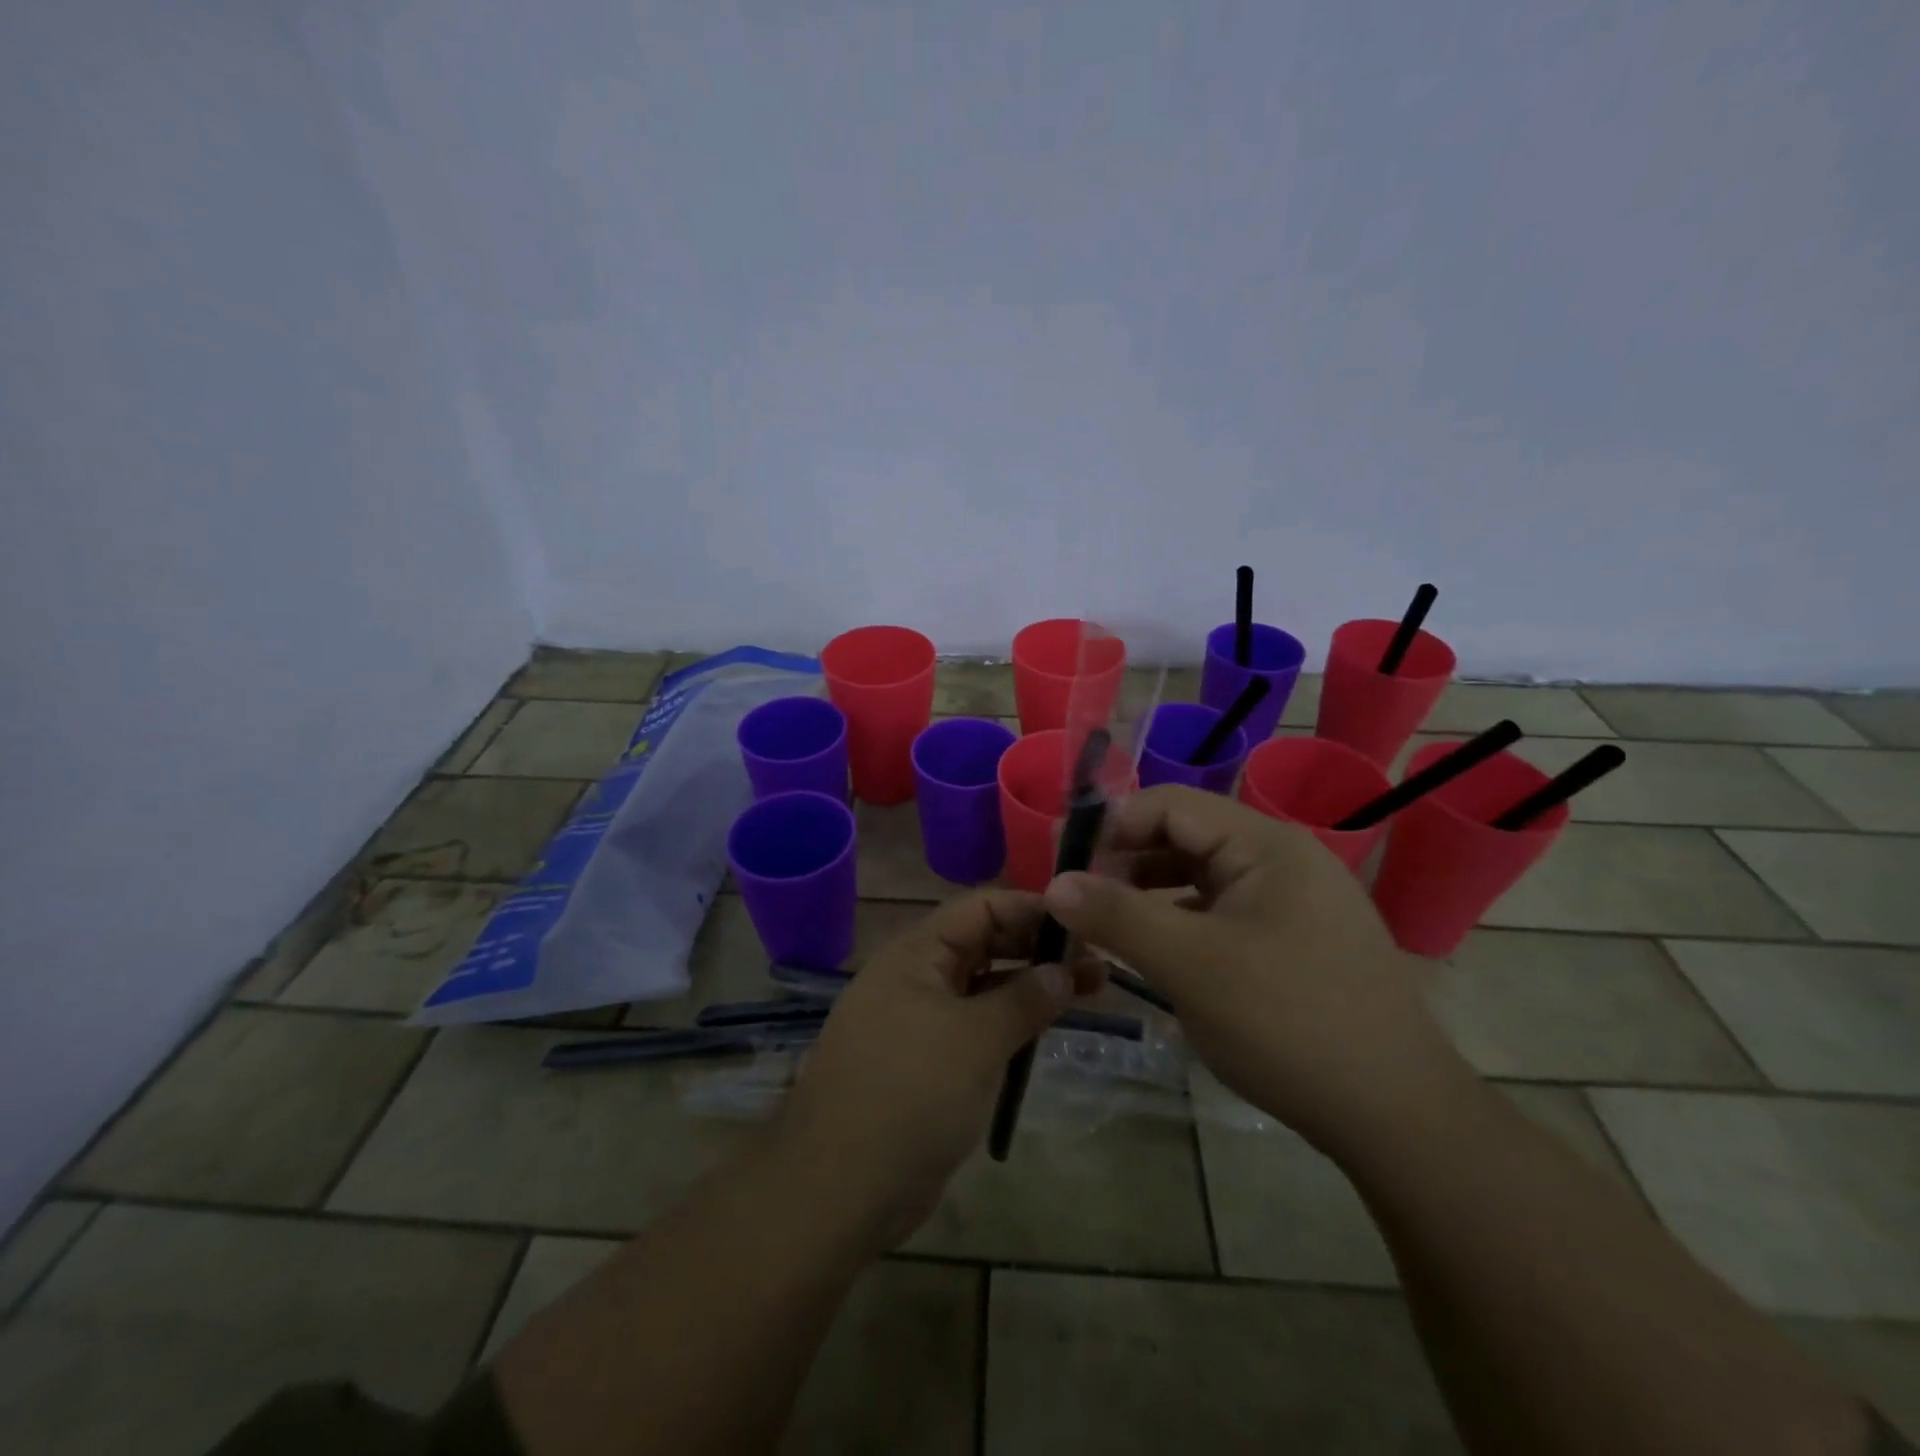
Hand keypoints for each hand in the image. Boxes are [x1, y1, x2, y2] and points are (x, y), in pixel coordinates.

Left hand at [774, 890, 1090, 1246]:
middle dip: (1037, 948)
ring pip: (982, 987)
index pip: (981, 907)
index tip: (1082, 923)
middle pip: (983, 943)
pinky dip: (1009, 1023)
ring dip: (1030, 986)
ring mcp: (918, 1020)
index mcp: (916, 953)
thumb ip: (1025, 998)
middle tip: (1096, 962)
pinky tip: (1045, 1031)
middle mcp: (915, 976)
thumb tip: (1064, 970)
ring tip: (1089, 991)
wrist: (840, 1188)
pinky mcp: (924, 1062)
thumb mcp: (976, 1038)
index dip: (1031, 908)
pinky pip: (973, 1027)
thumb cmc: (911, 1093)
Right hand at [1043, 785, 1470, 1152]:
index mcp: (1264, 845)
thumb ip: (1117, 916)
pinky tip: (1158, 950)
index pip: (1170, 804)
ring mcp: (1294, 900)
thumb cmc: (1288, 1025)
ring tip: (1107, 924)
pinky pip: (1224, 910)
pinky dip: (1182, 920)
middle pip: (1186, 836)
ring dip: (1151, 892)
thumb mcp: (1190, 965)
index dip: (1112, 825)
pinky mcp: (1297, 938)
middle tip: (1080, 899)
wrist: (1398, 1116)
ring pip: (1203, 876)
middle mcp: (1282, 858)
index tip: (1065, 863)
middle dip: (1126, 860)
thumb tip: (1055, 883)